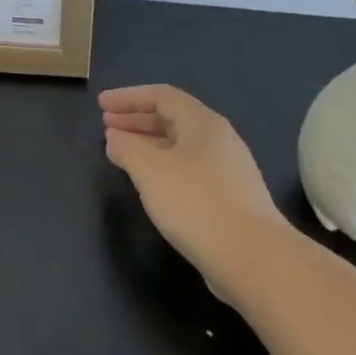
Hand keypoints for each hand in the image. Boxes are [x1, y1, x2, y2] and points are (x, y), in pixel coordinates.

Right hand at [100, 84, 288, 292]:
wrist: (254, 259)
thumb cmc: (196, 203)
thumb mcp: (149, 169)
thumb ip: (126, 147)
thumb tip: (115, 137)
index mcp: (202, 123)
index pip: (161, 95)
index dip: (128, 97)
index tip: (101, 105)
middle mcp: (218, 140)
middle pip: (172, 118)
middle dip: (136, 120)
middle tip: (106, 127)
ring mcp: (227, 170)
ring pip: (179, 146)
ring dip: (147, 145)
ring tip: (121, 154)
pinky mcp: (229, 199)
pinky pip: (188, 170)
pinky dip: (162, 167)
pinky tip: (150, 184)